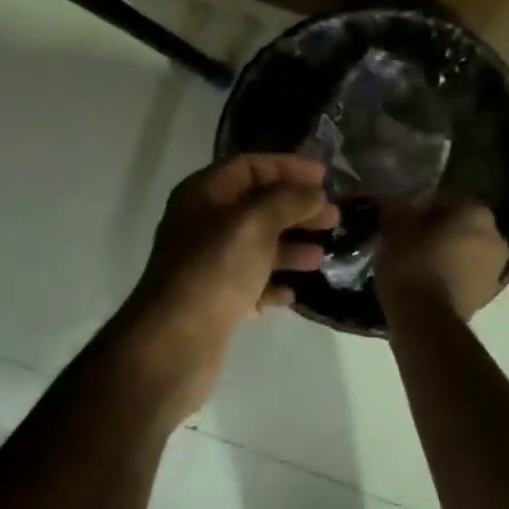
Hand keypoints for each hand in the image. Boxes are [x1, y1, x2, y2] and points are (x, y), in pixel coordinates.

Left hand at [119, 155, 339, 415]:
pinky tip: (294, 292)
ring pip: (256, 246)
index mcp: (203, 194)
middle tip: (334, 217)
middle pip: (256, 206)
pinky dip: (273, 284)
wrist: (175, 342)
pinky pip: (250, 284)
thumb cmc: (215, 269)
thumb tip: (313, 193)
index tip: (324, 178)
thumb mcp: (255, 223)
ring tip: (321, 256)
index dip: (288, 167)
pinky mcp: (215, 302)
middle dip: (296, 209)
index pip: (249, 167)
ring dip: (290, 247)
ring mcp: (207, 265)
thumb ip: (288, 200)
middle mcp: (202, 224)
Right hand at [377, 201, 508, 319]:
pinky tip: (427, 280)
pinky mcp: (488, 295)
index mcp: (476, 212)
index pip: (446, 198)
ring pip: (466, 249)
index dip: (422, 205)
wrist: (426, 321)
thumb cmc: (412, 264)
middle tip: (410, 237)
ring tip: (417, 261)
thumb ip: (398, 209)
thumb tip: (397, 203)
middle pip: (461, 224)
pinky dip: (451, 273)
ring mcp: (496, 268)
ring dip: (447, 251)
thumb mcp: (394, 228)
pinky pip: (467, 274)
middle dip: (438, 228)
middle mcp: (495, 236)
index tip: (403, 216)